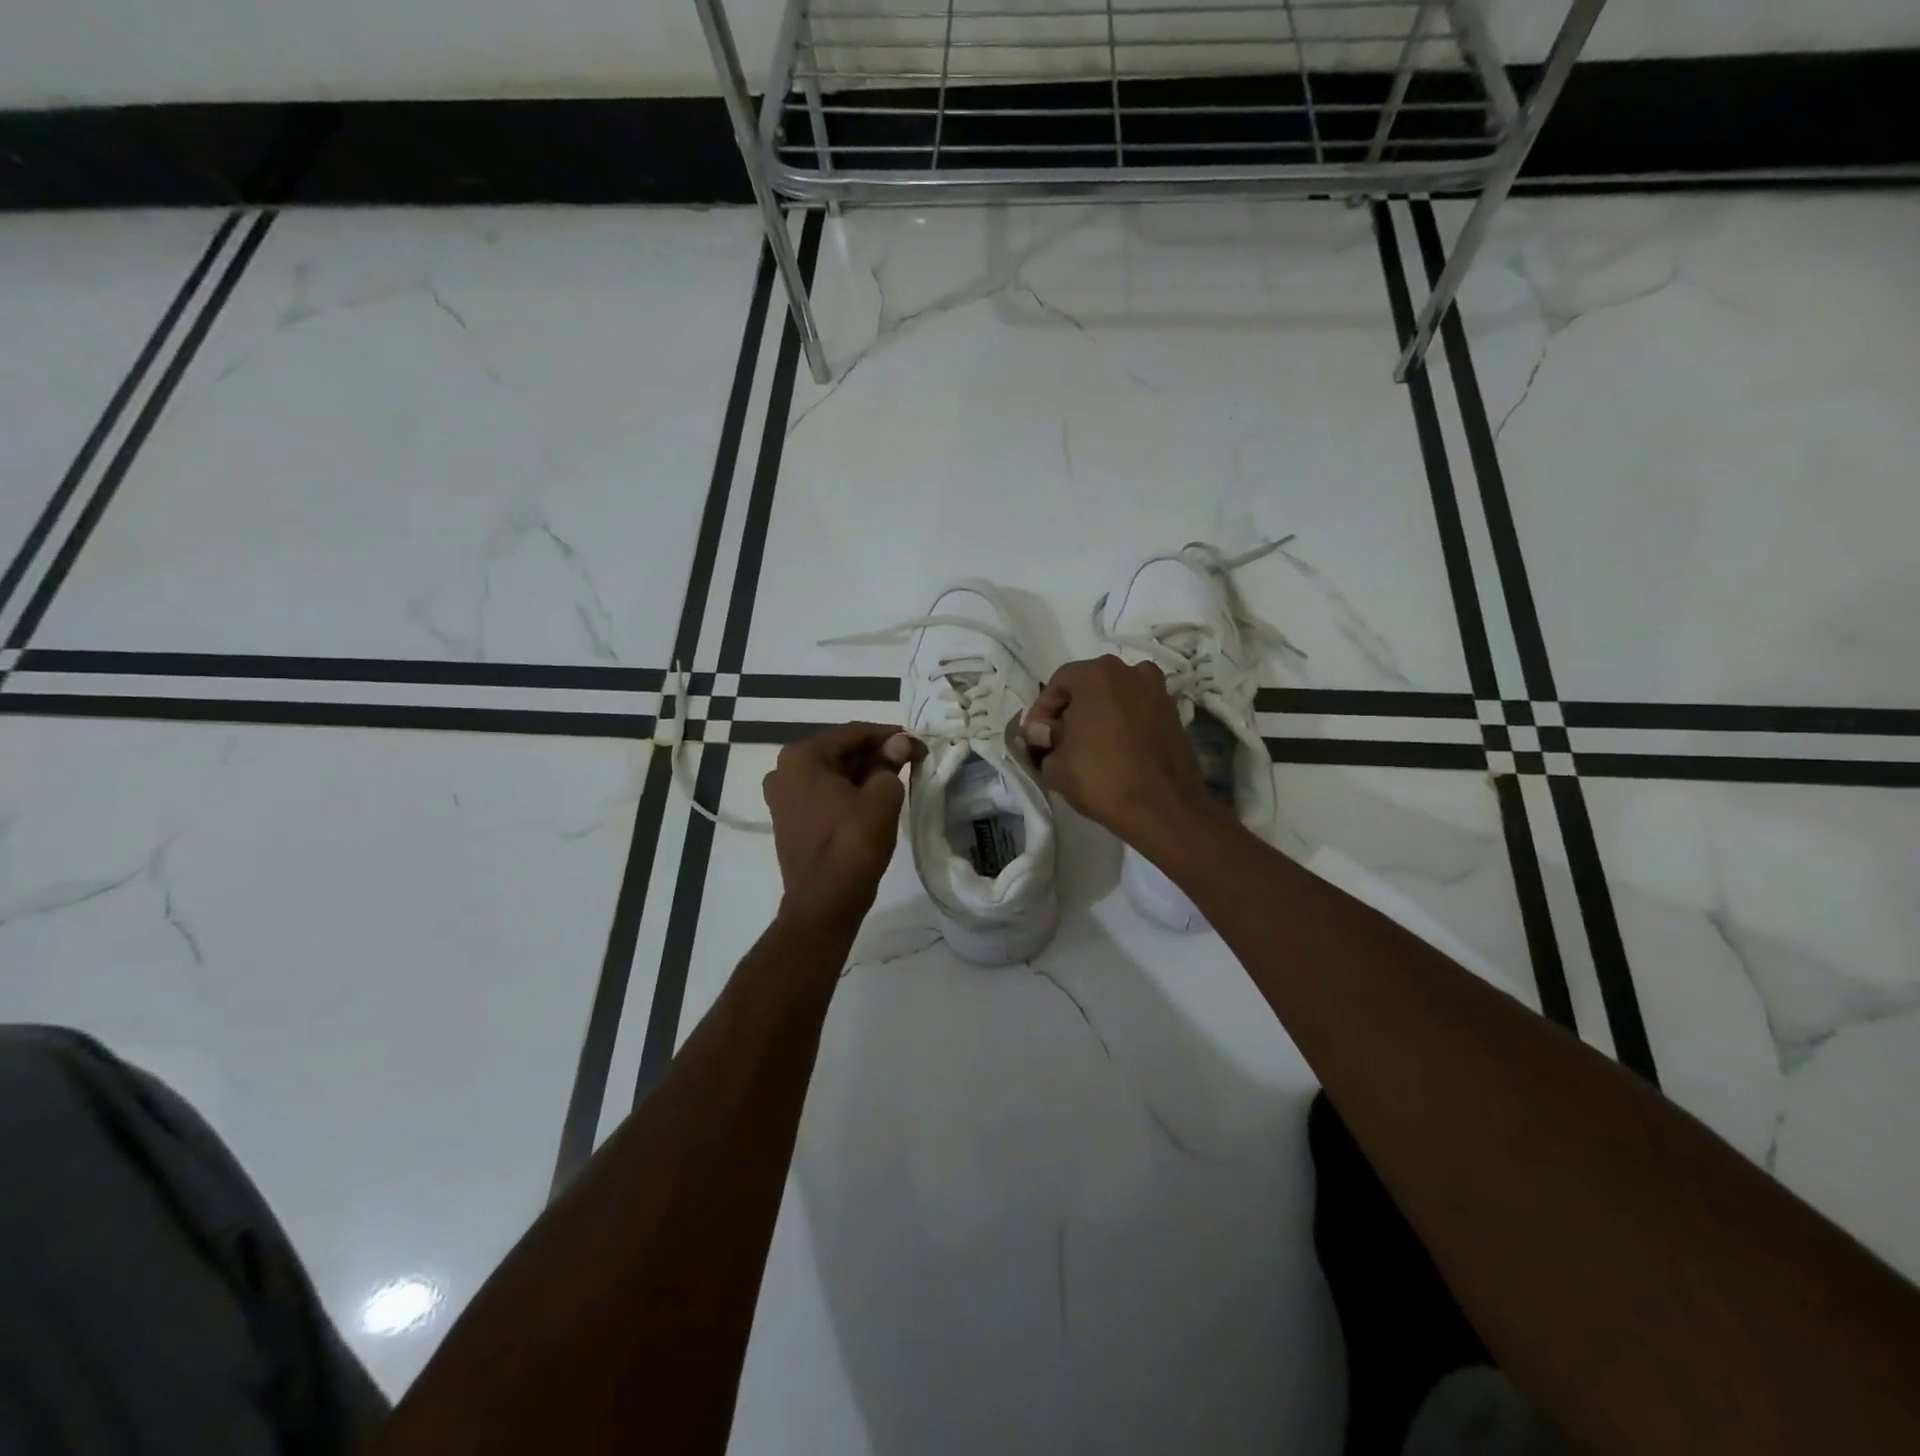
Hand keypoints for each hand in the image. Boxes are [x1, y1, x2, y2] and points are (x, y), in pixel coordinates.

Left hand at [763, 722, 923, 929]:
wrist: (824, 903)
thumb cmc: (852, 845)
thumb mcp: (880, 798)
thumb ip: (891, 763)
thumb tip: (900, 743)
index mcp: (802, 757)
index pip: (853, 733)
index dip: (889, 736)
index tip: (918, 743)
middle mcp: (784, 769)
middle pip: (840, 750)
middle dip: (876, 753)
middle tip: (912, 759)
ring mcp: (783, 795)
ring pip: (832, 772)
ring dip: (864, 771)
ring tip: (899, 776)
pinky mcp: (789, 817)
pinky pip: (824, 792)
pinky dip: (849, 789)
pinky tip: (874, 796)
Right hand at [1021, 655, 1216, 844]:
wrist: (1162, 808)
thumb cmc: (1100, 777)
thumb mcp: (1055, 764)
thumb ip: (1045, 739)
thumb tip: (1042, 731)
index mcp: (1098, 674)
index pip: (1058, 683)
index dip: (1042, 710)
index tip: (1034, 736)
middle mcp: (1132, 672)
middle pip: (1090, 686)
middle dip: (1071, 710)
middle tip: (1058, 739)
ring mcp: (1158, 692)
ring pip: (1117, 698)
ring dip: (1099, 715)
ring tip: (1087, 745)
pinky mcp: (1175, 715)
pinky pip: (1138, 713)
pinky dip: (1123, 725)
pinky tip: (1114, 751)